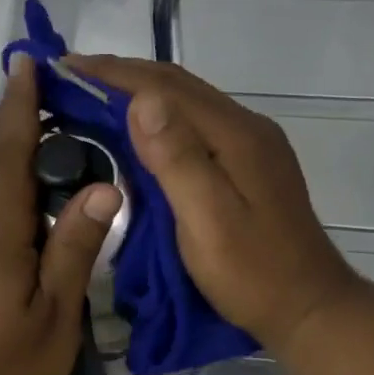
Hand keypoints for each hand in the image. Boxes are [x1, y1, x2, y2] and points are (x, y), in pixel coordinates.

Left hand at [0, 54, 121, 374]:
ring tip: (29, 130)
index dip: (19, 108)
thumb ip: (75, 246)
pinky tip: (6, 187)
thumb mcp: (57, 315)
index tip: (30, 65)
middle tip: (43, 92)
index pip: (6, 153)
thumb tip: (107, 186)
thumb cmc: (7, 372)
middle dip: (7, 118)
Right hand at [68, 55, 359, 355]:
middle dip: (122, 75)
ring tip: (94, 96)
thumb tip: (142, 101)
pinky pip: (196, 123)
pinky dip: (160, 117)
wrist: (309, 307)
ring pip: (188, 102)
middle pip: (178, 85)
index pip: (165, 87)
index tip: (64, 67)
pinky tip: (139, 130)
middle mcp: (246, 127)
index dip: (112, 73)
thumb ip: (177, 160)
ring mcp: (251, 145)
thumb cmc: (254, 274)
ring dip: (140, 92)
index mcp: (235, 135)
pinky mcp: (249, 164)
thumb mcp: (209, 222)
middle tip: (70, 78)